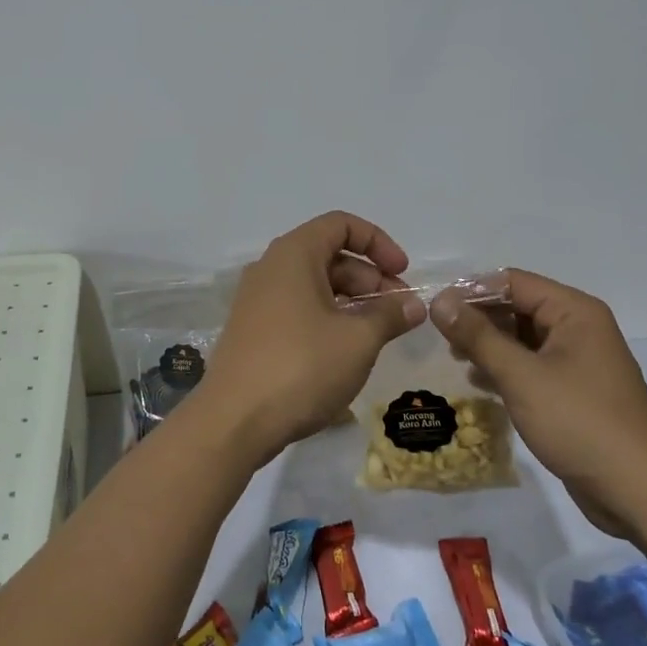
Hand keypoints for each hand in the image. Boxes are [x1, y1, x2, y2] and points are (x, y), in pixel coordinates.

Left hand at [197, 211, 427, 467]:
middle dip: (370, 277)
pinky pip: (298, 308)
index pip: (341, 224)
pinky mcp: (253, 330)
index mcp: (293, 254)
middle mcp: (271, 268)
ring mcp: (257, 300)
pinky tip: (347, 350)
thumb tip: (413, 304)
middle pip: (329, 255)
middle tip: (400, 312)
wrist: (233, 421)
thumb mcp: (357, 340)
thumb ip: (389, 315)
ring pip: (315, 285)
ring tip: (380, 334)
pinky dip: (328, 318)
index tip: (403, 273)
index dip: (378, 242)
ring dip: (352, 301)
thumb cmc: (301, 367)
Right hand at [430, 269, 646, 535]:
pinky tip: (480, 382)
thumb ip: (478, 336)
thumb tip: (440, 301)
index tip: (436, 309)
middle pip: (518, 307)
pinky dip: (506, 369)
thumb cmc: (579, 422)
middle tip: (442, 338)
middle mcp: (579, 328)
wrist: (639, 492)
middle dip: (479, 319)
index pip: (513, 282)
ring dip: (489, 345)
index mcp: (574, 311)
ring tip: (456, 359)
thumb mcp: (520, 375)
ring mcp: (579, 361)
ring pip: (523, 338)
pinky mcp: (575, 391)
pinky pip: (533, 366)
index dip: (472, 291)